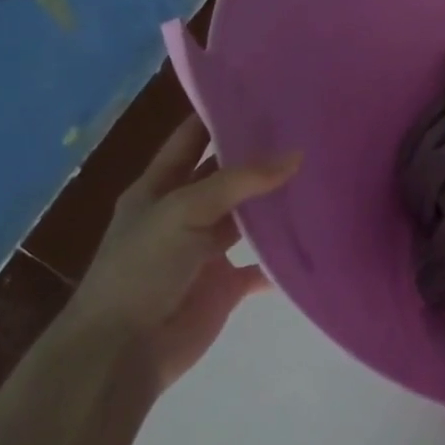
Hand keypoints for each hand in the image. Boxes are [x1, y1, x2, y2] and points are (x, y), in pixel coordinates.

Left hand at [53, 116, 300, 391]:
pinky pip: (263, 265)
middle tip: (308, 131)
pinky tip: (317, 237)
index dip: (218, 115)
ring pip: (248, 218)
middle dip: (259, 157)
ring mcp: (206, 250)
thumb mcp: (183, 211)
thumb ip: (239, 182)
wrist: (122, 352)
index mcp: (158, 189)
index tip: (263, 93)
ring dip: (276, 204)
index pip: (190, 139)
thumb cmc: (141, 269)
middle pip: (226, 176)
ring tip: (322, 176)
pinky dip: (285, 257)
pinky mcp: (225, 284)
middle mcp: (183, 214)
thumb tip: (297, 155)